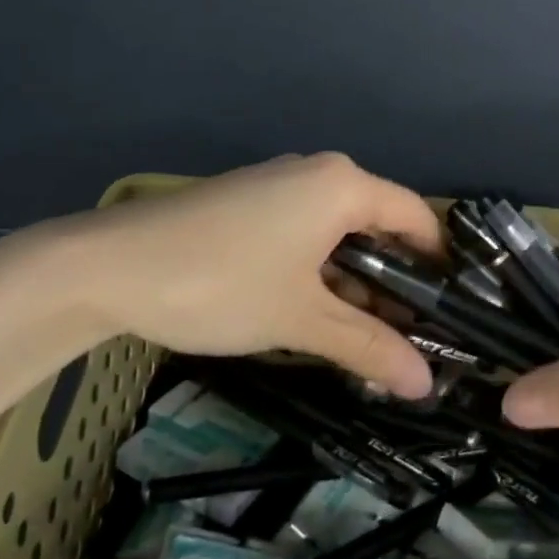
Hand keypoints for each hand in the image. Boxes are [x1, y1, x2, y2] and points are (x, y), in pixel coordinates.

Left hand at [22, 153, 442, 395]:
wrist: (107, 267)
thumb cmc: (220, 284)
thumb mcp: (301, 320)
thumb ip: (368, 346)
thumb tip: (426, 384)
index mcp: (342, 185)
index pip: (416, 217)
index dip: (438, 265)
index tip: (450, 316)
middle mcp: (317, 173)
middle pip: (378, 225)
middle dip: (394, 283)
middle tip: (409, 341)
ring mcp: (279, 186)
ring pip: (339, 233)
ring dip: (354, 283)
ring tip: (365, 340)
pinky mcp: (249, 203)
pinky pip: (305, 233)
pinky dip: (319, 271)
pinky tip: (314, 315)